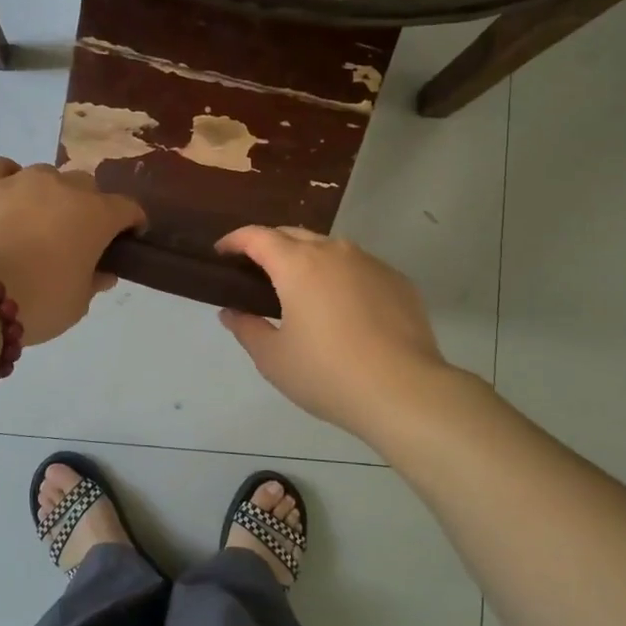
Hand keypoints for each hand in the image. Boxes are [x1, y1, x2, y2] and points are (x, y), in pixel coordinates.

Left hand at [0, 159, 144, 344]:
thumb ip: (94, 282)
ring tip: (34, 221)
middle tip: (75, 236)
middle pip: (86, 186)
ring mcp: (21, 179)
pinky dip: (7, 178)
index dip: (131, 223)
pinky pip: (1, 167)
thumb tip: (103, 272)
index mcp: (96, 215)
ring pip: (46, 175)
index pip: (127, 208)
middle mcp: (63, 187)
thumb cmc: (39, 302)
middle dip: (87, 206)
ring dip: (48, 194)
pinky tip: (4, 196)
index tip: (126, 239)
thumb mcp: (78, 304)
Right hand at [215, 226, 448, 437]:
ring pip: (330, 248)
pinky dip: (341, 277)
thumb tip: (231, 313)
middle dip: (270, 245)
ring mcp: (370, 263)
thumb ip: (247, 329)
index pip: (258, 236)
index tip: (222, 252)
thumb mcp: (273, 359)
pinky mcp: (397, 280)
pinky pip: (360, 268)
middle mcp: (334, 252)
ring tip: (301, 289)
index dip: (235, 240)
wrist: (404, 391)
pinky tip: (343, 309)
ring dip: (308, 259)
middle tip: (257, 272)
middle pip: (293, 234)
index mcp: (298, 264)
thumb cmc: (327, 374)